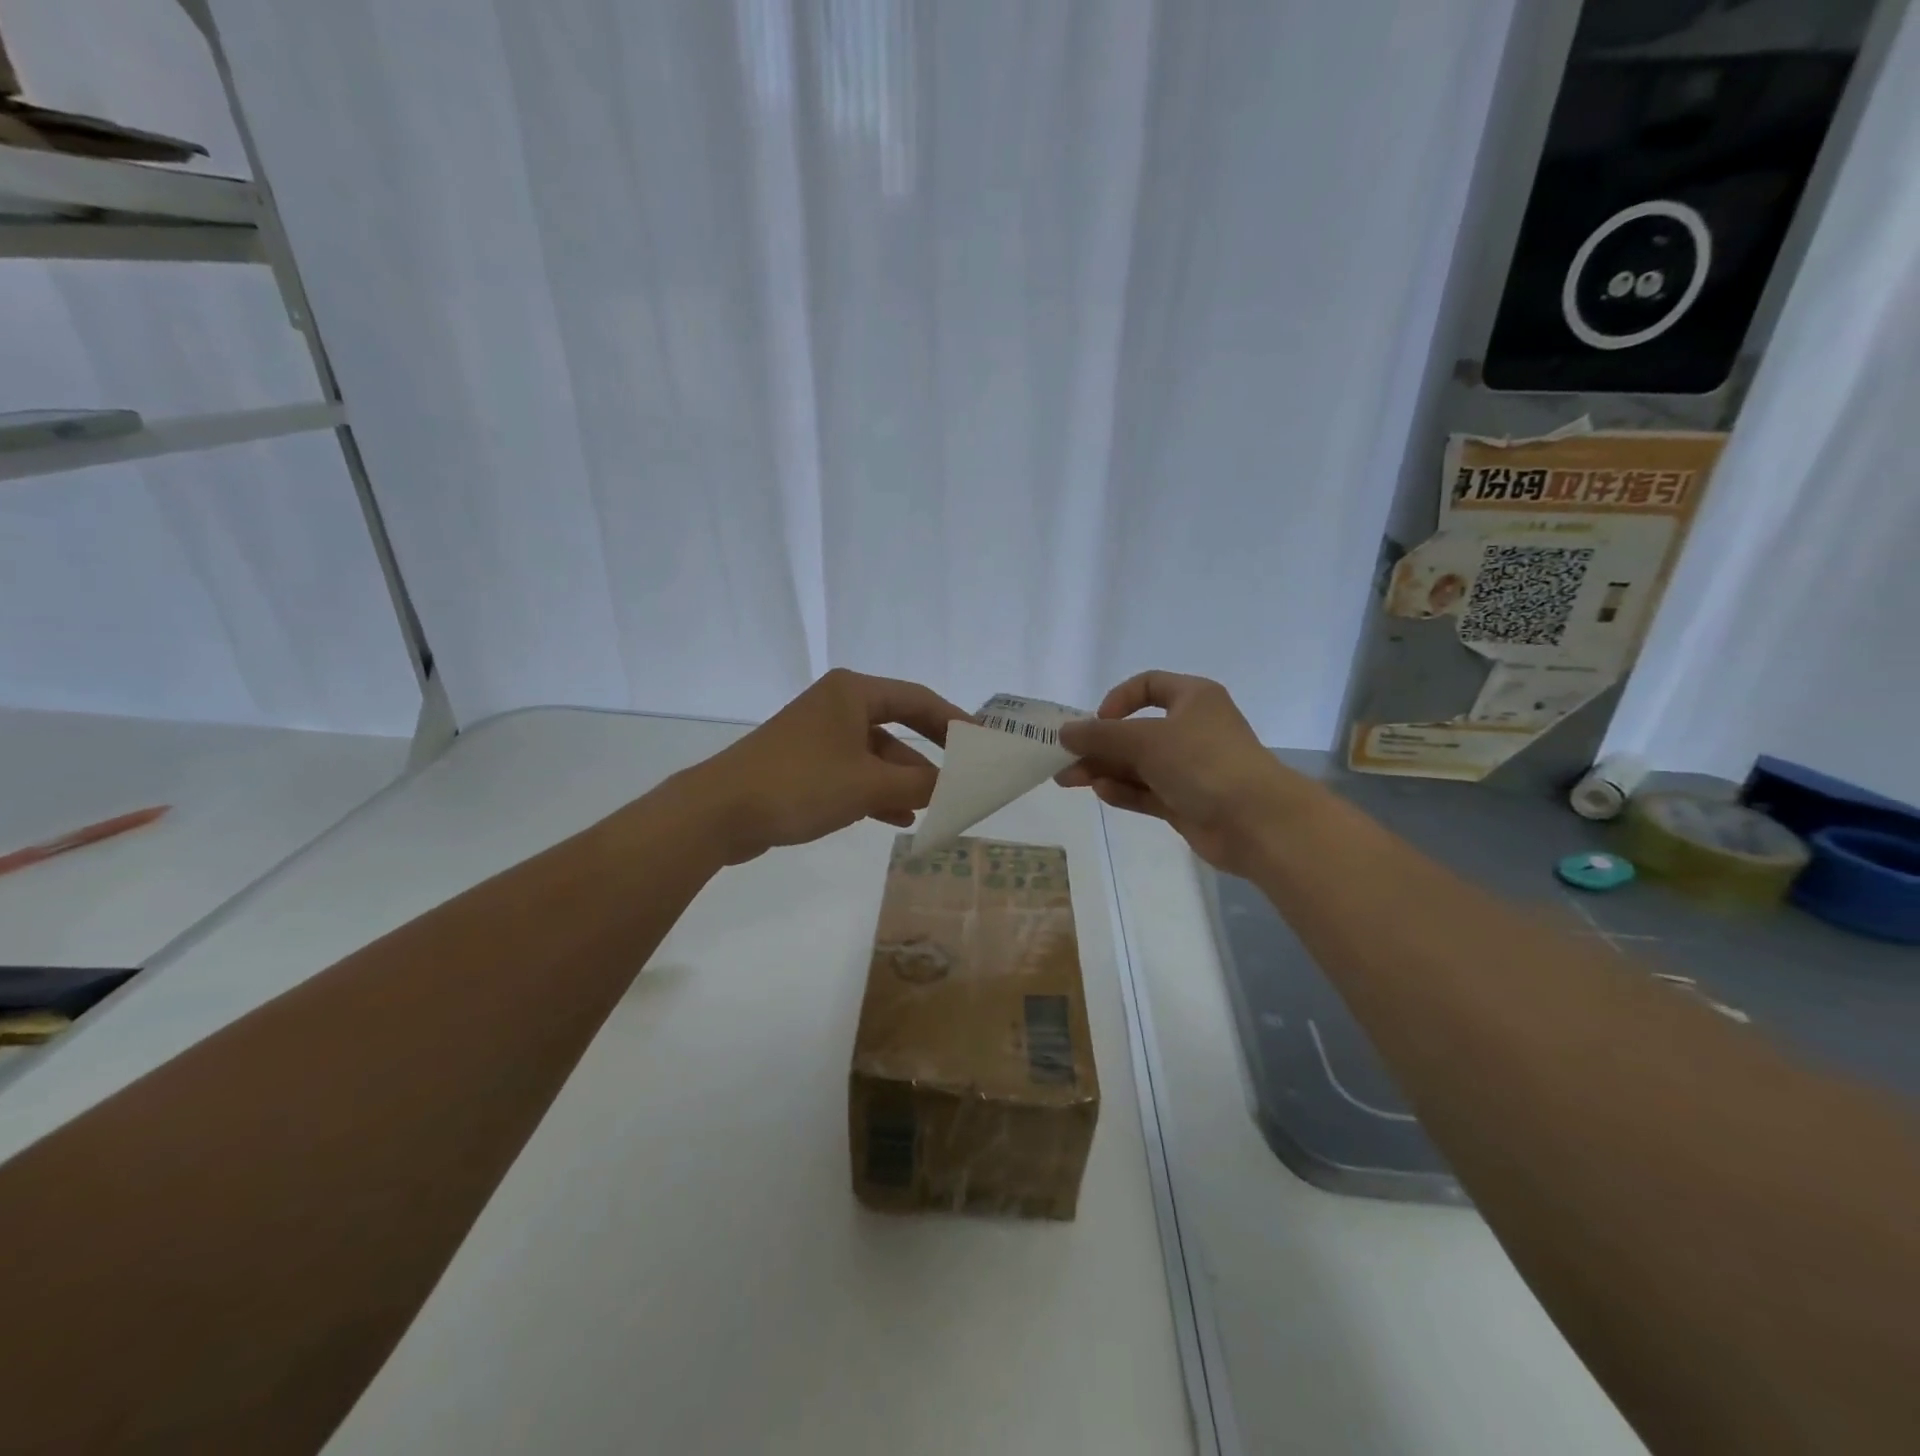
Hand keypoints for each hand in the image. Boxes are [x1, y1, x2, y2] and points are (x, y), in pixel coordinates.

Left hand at [671, 669, 967, 864]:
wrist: (718, 812)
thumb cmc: (800, 785)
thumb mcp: (868, 786)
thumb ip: (919, 785)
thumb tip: (956, 787)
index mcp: (853, 692)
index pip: (918, 700)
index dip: (955, 723)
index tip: (983, 746)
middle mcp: (837, 705)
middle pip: (899, 727)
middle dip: (929, 758)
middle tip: (962, 780)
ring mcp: (818, 736)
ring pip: (876, 755)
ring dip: (903, 781)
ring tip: (933, 808)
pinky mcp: (803, 765)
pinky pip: (853, 773)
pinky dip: (876, 793)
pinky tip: (898, 819)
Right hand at [1056, 671, 1318, 875]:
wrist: (1256, 821)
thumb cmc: (1203, 762)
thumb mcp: (1145, 740)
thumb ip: (1101, 736)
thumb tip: (1065, 733)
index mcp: (1192, 698)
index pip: (1148, 686)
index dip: (1118, 700)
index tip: (1098, 721)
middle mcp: (1191, 729)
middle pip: (1136, 731)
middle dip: (1099, 745)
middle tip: (1064, 760)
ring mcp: (1189, 768)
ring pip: (1138, 764)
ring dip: (1104, 769)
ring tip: (1069, 780)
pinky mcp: (1186, 801)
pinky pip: (1147, 791)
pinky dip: (1124, 790)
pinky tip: (1102, 792)